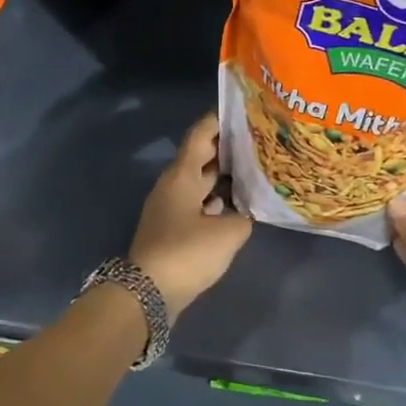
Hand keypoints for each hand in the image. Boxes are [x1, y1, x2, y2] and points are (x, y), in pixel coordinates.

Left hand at [127, 113, 251, 317]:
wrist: (147, 293)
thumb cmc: (186, 253)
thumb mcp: (227, 234)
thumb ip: (243, 217)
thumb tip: (244, 214)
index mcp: (182, 175)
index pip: (200, 135)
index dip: (219, 121)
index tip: (242, 112)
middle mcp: (173, 185)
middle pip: (201, 157)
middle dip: (227, 149)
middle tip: (258, 143)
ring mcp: (170, 207)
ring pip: (199, 182)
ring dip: (222, 177)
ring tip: (253, 173)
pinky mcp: (171, 229)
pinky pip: (197, 204)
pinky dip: (215, 201)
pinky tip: (235, 208)